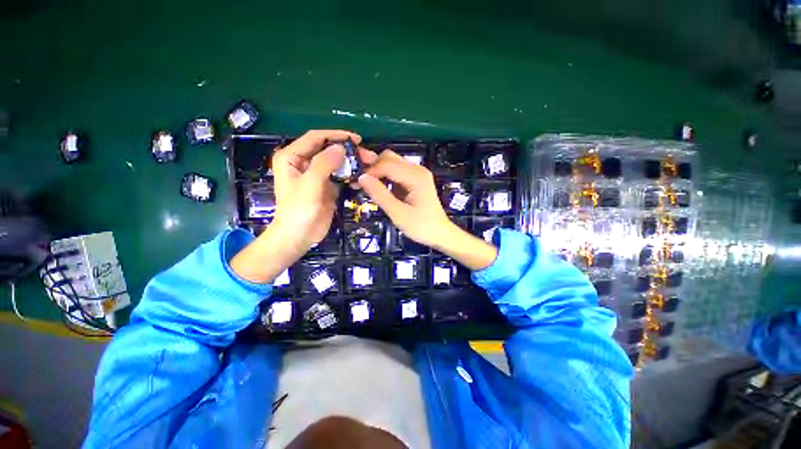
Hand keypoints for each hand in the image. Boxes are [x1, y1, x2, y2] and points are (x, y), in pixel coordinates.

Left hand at [231, 130, 360, 282]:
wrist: (299, 236)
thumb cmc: (298, 210)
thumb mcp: (310, 185)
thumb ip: (324, 164)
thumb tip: (341, 148)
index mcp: (292, 157)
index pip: (315, 138)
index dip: (336, 135)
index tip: (356, 139)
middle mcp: (304, 163)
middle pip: (329, 150)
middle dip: (348, 151)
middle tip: (369, 156)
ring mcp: (316, 175)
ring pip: (337, 163)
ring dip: (352, 163)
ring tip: (370, 165)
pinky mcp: (327, 187)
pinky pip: (341, 176)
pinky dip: (351, 176)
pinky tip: (361, 179)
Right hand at [357, 150, 497, 270]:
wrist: (440, 233)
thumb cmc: (421, 226)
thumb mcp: (398, 214)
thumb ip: (380, 195)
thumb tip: (361, 177)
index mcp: (415, 176)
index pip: (387, 164)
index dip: (370, 171)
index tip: (356, 181)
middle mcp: (417, 170)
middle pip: (389, 158)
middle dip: (373, 166)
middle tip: (359, 180)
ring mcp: (417, 174)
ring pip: (392, 163)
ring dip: (378, 171)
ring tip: (365, 184)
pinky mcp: (416, 180)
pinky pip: (397, 172)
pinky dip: (386, 177)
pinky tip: (379, 188)